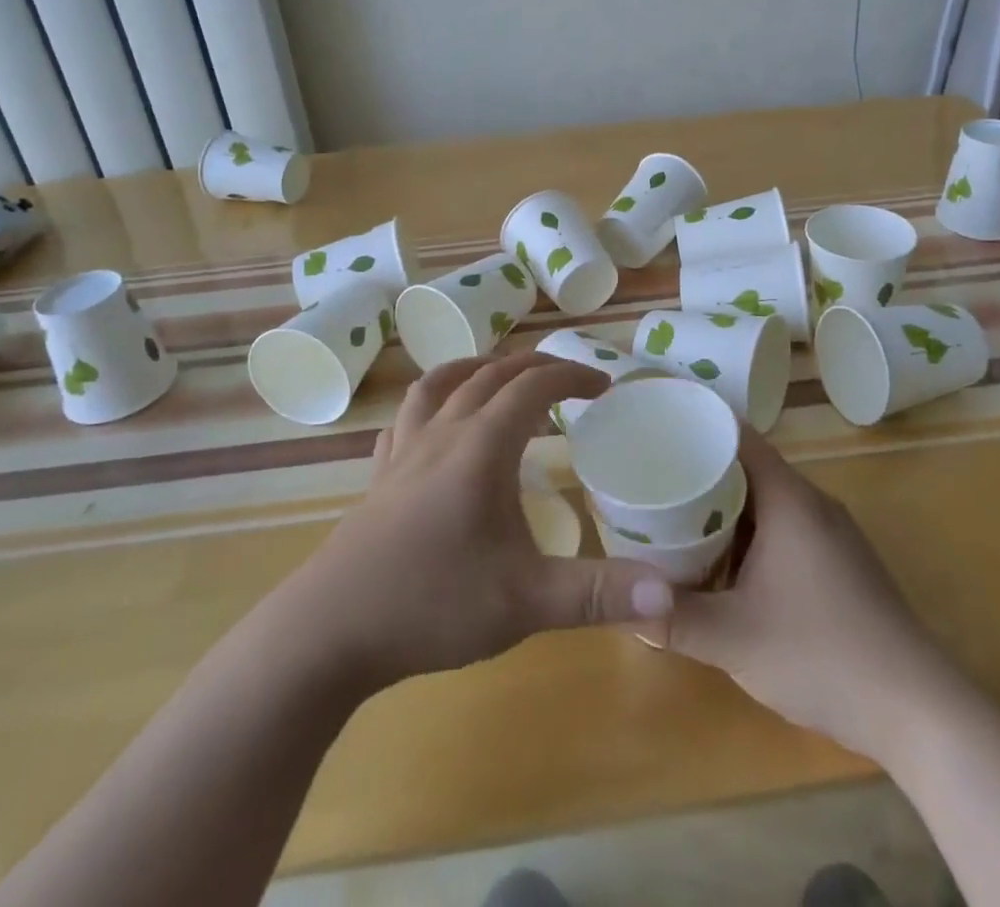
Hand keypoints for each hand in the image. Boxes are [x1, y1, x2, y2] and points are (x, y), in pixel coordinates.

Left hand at [287, 352, 675, 690]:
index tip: (604, 387)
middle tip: (569, 380)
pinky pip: (408, 417)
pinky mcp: (378, 476)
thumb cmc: (432, 606)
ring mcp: (404, 451)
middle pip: (491, 373)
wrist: (327, 632)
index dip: (573, 376)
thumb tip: (671, 591)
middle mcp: (443, 433)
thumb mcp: (526, 603)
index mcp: (481, 445)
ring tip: (502, 377)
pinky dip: (433, 402)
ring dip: (479, 368)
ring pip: (442, 383)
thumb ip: (598, 594)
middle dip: (535, 367)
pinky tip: (437, 424)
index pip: (534, 386)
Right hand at [656, 428, 943, 761]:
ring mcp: (832, 534)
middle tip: (653, 479)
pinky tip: (725, 567)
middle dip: (701, 472)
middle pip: (749, 467)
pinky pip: (785, 529)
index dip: (698, 425)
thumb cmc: (822, 655)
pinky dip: (750, 535)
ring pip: (766, 502)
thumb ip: (674, 619)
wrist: (919, 711)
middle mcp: (812, 503)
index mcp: (789, 499)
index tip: (657, 428)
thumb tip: (623, 605)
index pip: (738, 436)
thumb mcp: (734, 640)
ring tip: (676, 519)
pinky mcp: (841, 564)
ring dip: (725, 510)